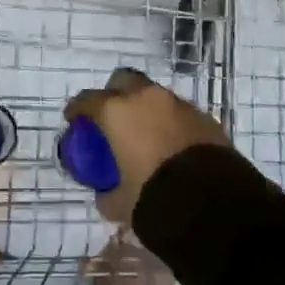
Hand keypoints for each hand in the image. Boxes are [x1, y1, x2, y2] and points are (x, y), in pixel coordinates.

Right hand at [62, 67, 228, 225]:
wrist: (211, 203)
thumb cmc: (153, 197)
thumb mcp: (120, 203)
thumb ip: (107, 194)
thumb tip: (105, 194)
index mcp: (117, 112)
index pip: (88, 100)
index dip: (77, 109)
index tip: (73, 118)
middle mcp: (146, 98)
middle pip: (124, 81)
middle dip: (115, 93)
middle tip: (111, 115)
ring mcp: (178, 104)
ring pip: (155, 95)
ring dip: (146, 107)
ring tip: (144, 132)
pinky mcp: (204, 117)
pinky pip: (179, 112)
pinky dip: (170, 122)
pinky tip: (171, 144)